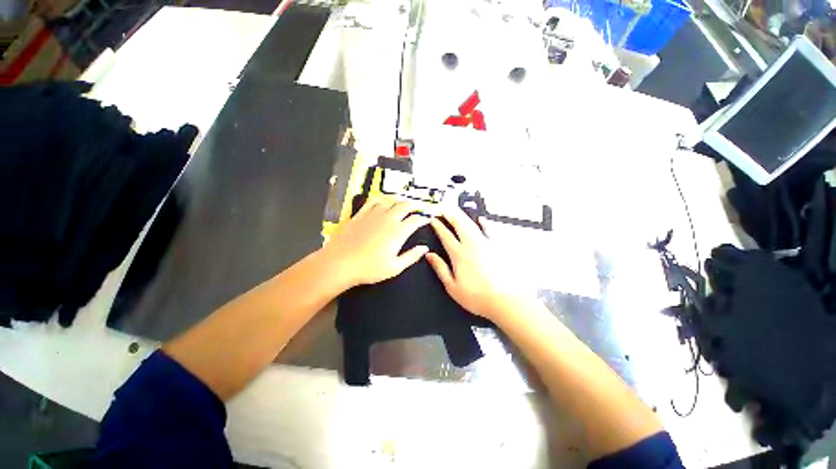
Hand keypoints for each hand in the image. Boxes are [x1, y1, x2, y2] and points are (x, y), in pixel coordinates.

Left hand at [321, 196, 429, 287]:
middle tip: (420, 206)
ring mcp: (373, 215)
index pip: (416, 220)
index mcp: (398, 232)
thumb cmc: (368, 268)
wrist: (340, 263)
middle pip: (405, 206)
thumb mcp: (395, 267)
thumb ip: (412, 256)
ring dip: (400, 200)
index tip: (428, 218)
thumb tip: (424, 249)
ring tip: (404, 202)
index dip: (424, 218)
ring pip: (391, 200)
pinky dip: (381, 199)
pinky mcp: (361, 214)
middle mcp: (387, 219)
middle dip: (416, 205)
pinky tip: (383, 201)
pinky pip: (373, 202)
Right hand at [425, 207, 532, 321]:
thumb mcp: (452, 287)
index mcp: (459, 255)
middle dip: (450, 214)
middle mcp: (472, 245)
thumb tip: (430, 256)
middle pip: (459, 224)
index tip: (433, 219)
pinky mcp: (498, 247)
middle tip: (444, 207)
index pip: (446, 236)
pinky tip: (482, 219)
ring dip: (463, 215)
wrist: (506, 301)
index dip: (438, 226)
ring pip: (472, 224)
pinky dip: (485, 223)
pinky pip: (490, 230)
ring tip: (457, 209)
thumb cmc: (478, 297)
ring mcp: (486, 244)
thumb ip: (440, 268)